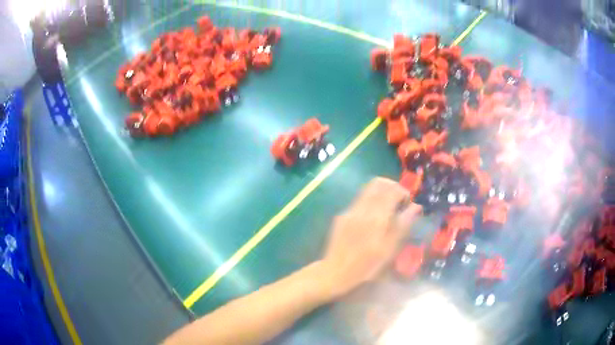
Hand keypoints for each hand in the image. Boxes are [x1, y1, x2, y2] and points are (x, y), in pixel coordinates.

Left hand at [318, 177, 421, 299]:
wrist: (335, 272)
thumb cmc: (367, 266)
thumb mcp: (390, 249)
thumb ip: (403, 224)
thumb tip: (416, 206)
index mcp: (376, 217)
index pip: (392, 190)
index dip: (404, 192)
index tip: (408, 204)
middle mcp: (362, 208)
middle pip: (378, 183)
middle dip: (392, 188)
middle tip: (399, 202)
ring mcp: (350, 211)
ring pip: (368, 189)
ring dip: (381, 193)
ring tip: (388, 209)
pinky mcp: (342, 215)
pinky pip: (359, 200)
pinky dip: (371, 202)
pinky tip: (373, 218)